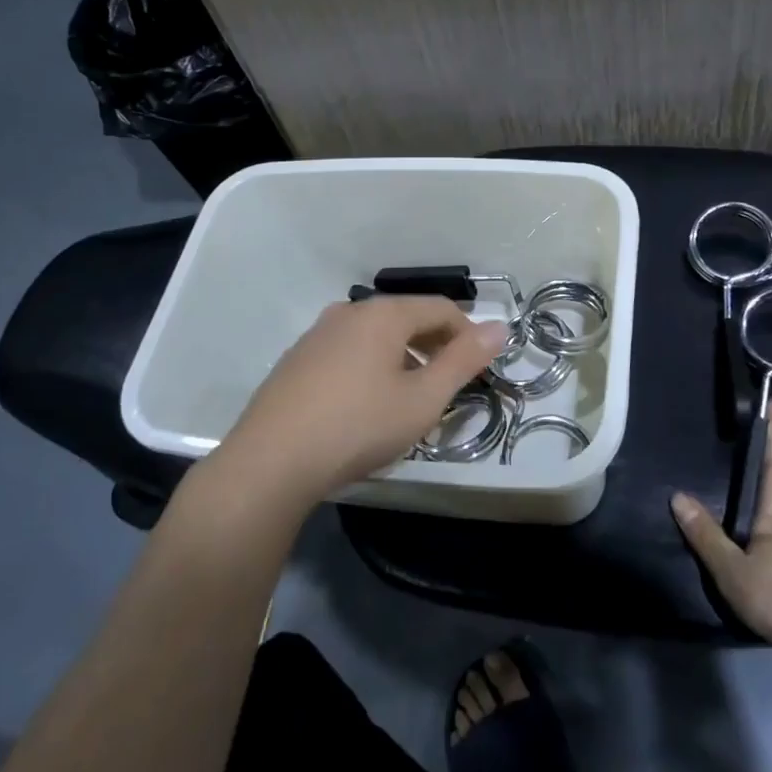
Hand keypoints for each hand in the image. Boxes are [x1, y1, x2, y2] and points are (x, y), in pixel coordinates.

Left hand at [219, 296, 507, 505]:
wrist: (270, 462)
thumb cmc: (359, 426)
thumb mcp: (423, 399)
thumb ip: (464, 360)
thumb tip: (501, 327)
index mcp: (383, 314)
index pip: (441, 308)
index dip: (469, 335)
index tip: (481, 370)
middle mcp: (348, 312)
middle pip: (407, 318)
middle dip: (436, 347)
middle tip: (449, 388)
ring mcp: (316, 335)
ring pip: (376, 337)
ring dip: (403, 359)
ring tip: (411, 400)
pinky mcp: (296, 360)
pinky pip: (348, 352)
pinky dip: (371, 368)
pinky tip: (367, 406)